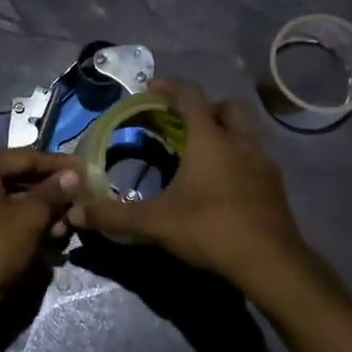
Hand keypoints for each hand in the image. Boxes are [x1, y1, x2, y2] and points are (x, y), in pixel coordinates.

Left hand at [0, 148, 80, 308]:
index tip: (85, 169)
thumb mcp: (30, 218)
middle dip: (48, 191)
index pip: (25, 157)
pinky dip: (17, 218)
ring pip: (5, 196)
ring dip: (36, 209)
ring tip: (64, 225)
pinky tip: (44, 233)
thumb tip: (73, 175)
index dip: (58, 165)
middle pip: (14, 176)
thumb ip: (53, 192)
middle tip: (78, 198)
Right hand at [68, 80, 312, 289]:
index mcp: (210, 140)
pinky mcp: (275, 186)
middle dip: (204, 108)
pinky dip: (239, 159)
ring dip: (225, 133)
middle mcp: (240, 142)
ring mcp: (263, 163)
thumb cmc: (210, 230)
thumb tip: (76, 212)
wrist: (270, 263)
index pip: (190, 96)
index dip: (169, 88)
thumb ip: (114, 216)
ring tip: (202, 154)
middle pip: (227, 106)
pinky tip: (224, 184)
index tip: (150, 91)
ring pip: (246, 132)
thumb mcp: (155, 223)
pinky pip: (256, 158)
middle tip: (182, 124)